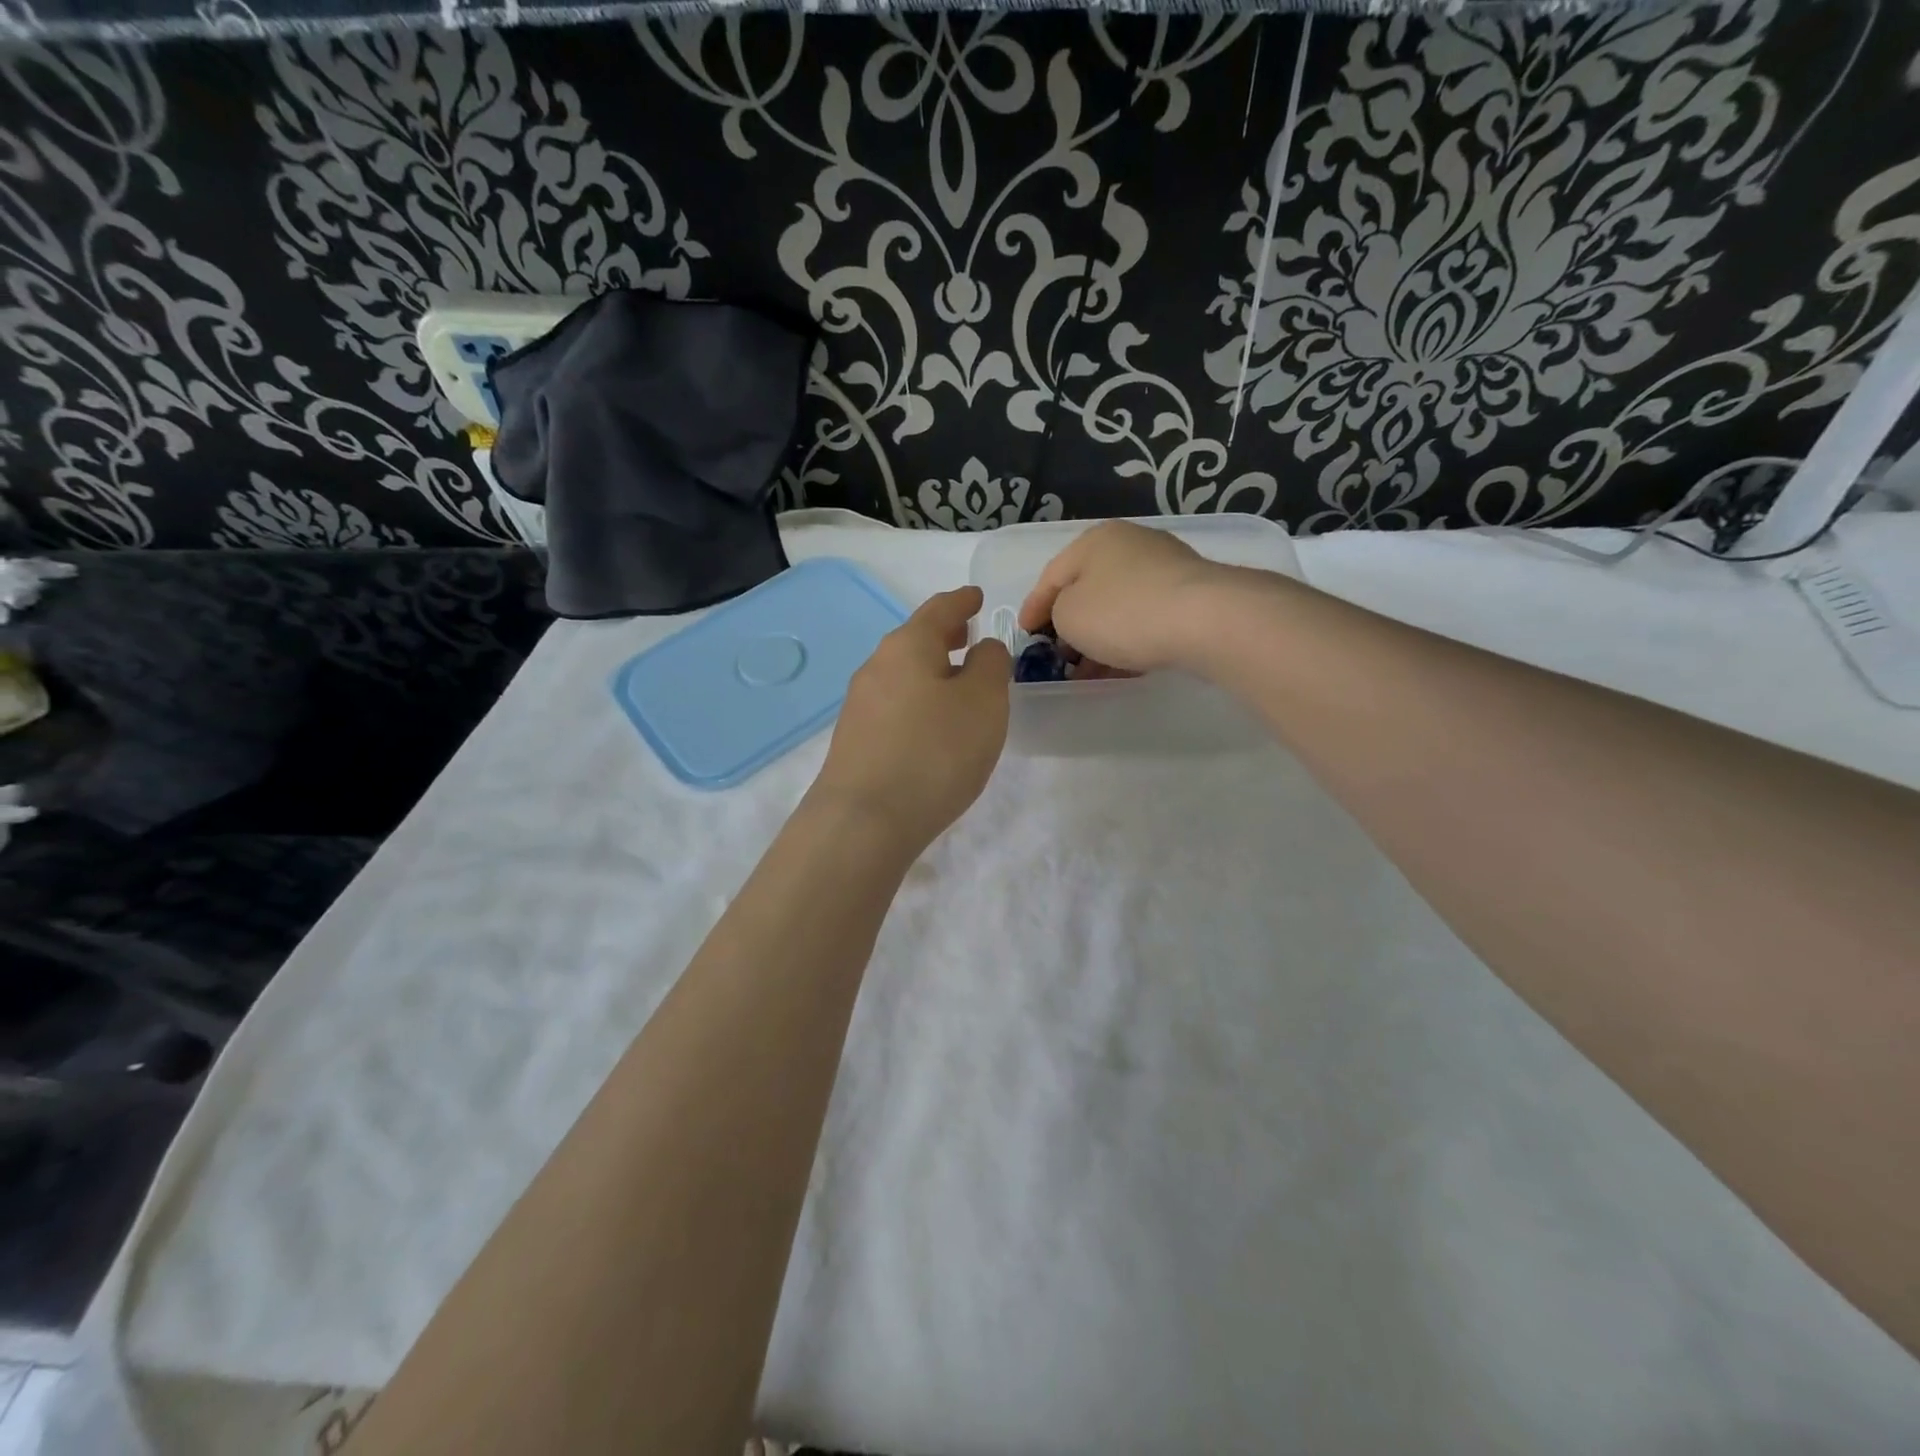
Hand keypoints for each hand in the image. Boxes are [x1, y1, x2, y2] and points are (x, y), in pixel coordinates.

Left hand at [812, 586, 1010, 854]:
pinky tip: (931, 724)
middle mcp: (877, 666)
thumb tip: (982, 649)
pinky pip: (895, 704)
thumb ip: (991, 664)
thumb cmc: (934, 751)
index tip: (977, 597)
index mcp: (908, 646)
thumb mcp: (984, 701)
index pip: (940, 609)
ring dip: (931, 670)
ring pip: (903, 673)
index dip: (963, 601)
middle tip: (969, 635)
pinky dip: (918, 699)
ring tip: (957, 682)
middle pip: (915, 639)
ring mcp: (860, 704)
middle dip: (944, 635)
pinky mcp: (855, 739)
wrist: (864, 819)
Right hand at [1018, 521, 1228, 674]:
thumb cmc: (1123, 612)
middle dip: (1068, 625)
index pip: (1051, 576)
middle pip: (1087, 589)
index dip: (1032, 608)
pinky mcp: (1189, 595)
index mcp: (1094, 541)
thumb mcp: (1068, 615)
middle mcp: (1129, 545)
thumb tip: (1072, 616)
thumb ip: (1057, 613)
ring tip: (1087, 673)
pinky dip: (1126, 641)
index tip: (1024, 636)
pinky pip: (1144, 618)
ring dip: (1098, 639)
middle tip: (1056, 656)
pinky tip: (1120, 668)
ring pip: (1117, 607)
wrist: (1206, 620)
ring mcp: (1163, 568)